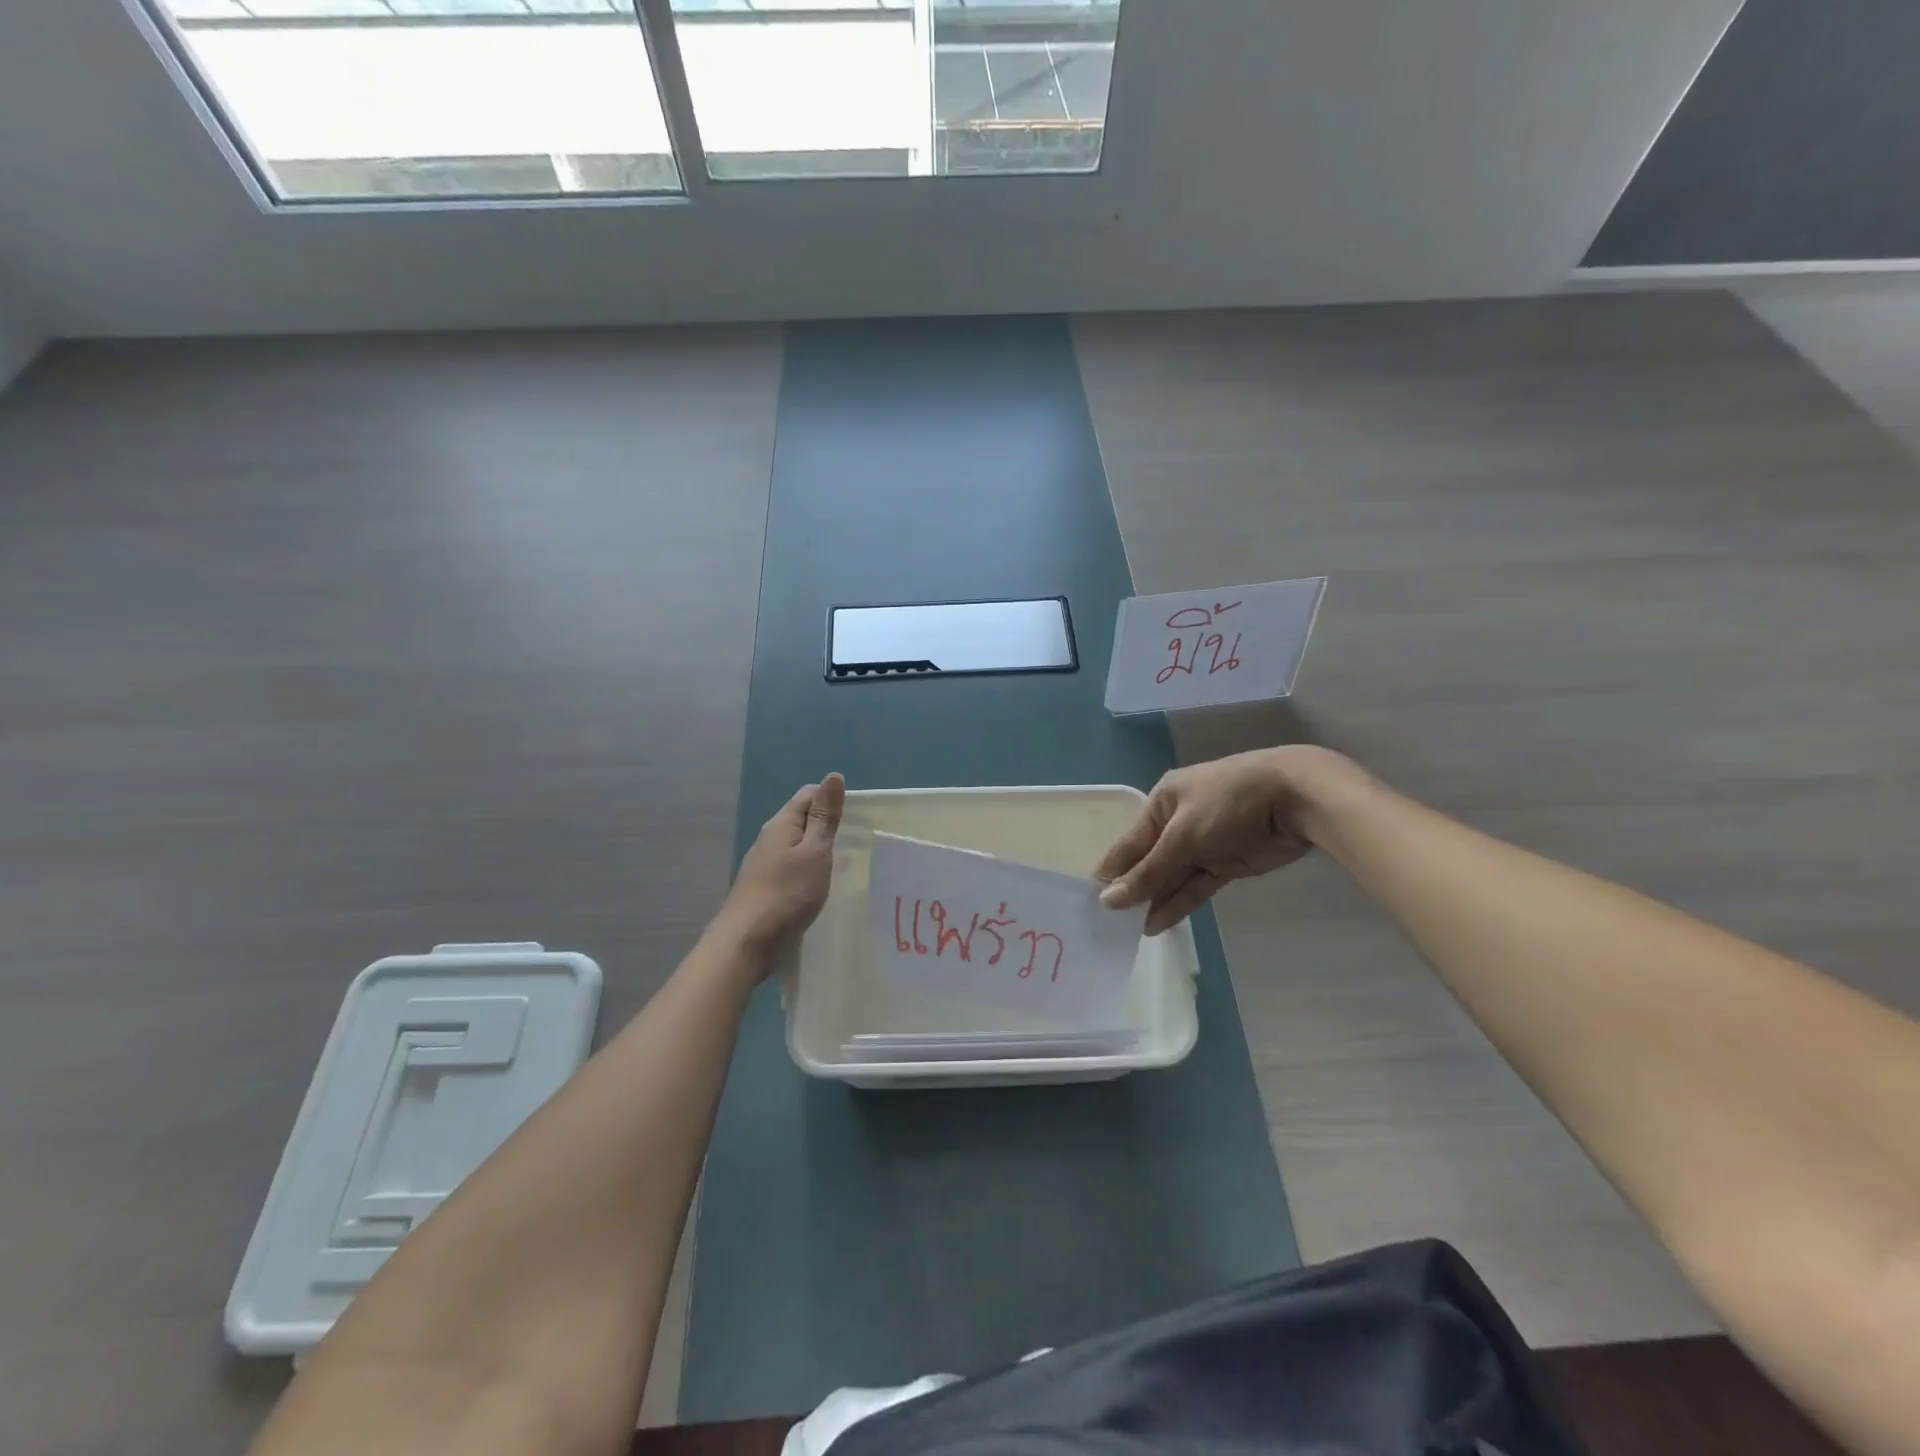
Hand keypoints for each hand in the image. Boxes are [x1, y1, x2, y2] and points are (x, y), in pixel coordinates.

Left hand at [718, 773, 845, 965]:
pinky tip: (822, 886)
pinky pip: (792, 868)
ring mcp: (765, 864)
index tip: (857, 817)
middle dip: (828, 825)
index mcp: (782, 824)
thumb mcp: (815, 851)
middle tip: (857, 842)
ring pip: (797, 846)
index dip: (832, 799)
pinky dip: (809, 870)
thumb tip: (833, 776)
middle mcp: (770, 838)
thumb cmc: (787, 893)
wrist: (747, 941)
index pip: (808, 795)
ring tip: (845, 864)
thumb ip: (825, 817)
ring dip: (819, 850)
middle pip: (802, 819)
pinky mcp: (767, 887)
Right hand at [1095, 747, 1360, 933]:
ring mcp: (1204, 844)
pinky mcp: (1226, 864)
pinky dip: (1177, 904)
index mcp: (1162, 802)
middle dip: (1132, 888)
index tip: (1091, 899)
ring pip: (1172, 877)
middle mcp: (1178, 822)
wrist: (1295, 799)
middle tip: (1107, 922)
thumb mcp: (1182, 837)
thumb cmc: (1227, 804)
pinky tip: (1155, 924)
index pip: (1129, 841)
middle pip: (1149, 861)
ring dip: (1154, 900)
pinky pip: (1194, 886)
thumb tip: (1108, 899)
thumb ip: (1148, 872)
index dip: (1112, 870)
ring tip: (1127, 931)